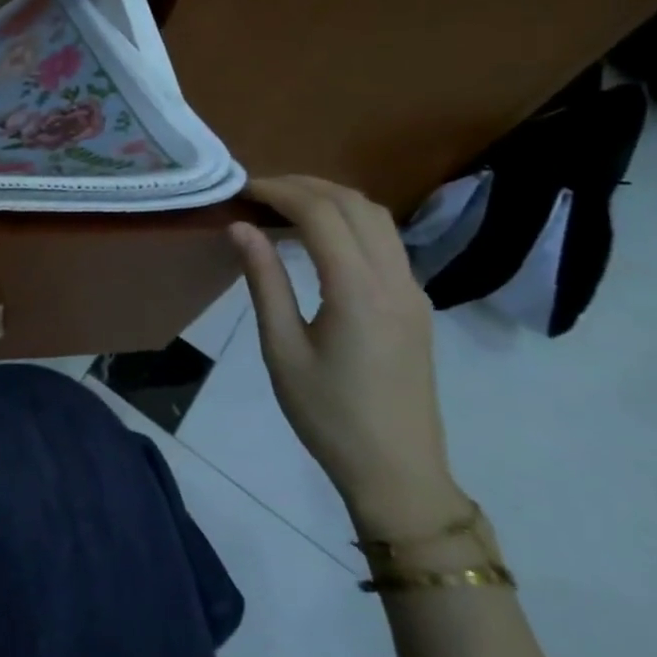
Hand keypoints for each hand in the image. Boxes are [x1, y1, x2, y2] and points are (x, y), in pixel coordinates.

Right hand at [229, 176, 464, 538]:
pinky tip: (317, 237)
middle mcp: (395, 280)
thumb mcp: (282, 348)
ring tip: (283, 204)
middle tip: (257, 190)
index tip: (241, 188)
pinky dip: (349, 221)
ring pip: (378, 219)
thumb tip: (241, 228)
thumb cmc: (327, 413)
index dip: (279, 190)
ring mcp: (413, 291)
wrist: (397, 470)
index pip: (322, 213)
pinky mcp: (416, 305)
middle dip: (305, 185)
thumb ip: (264, 281)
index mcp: (359, 291)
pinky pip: (386, 242)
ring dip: (332, 199)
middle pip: (356, 205)